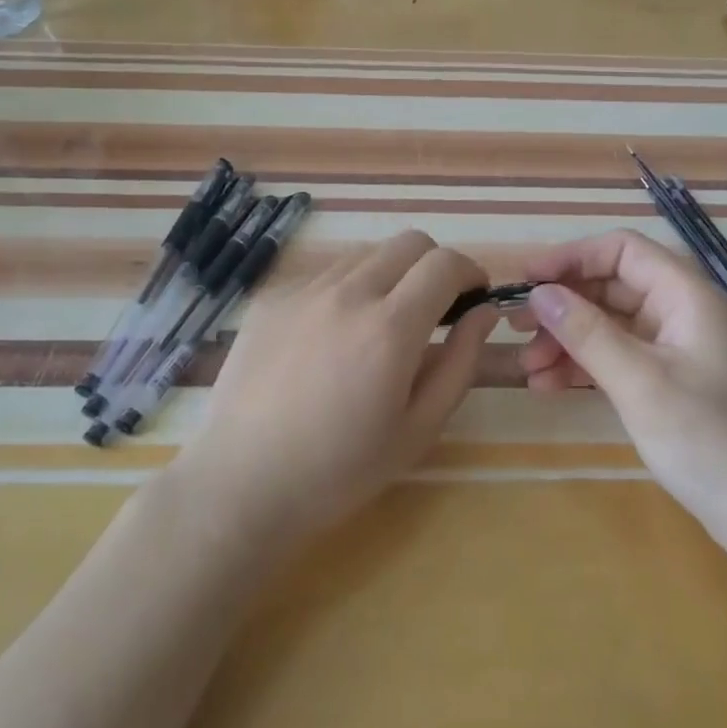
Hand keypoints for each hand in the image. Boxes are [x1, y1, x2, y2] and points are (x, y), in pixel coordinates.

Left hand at [172, 230, 495, 553]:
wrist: (241, 485)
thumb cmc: (340, 470)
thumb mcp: (419, 428)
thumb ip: (461, 362)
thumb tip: (485, 313)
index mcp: (390, 328)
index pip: (445, 263)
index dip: (470, 271)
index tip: (473, 297)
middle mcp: (347, 293)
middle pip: (409, 242)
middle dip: (434, 265)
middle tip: (433, 308)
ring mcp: (303, 291)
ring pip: (365, 255)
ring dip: (389, 276)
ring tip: (378, 326)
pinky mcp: (271, 300)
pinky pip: (324, 276)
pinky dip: (346, 291)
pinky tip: (330, 339)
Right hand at [515, 229, 726, 549]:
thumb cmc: (710, 440)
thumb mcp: (640, 382)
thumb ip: (587, 332)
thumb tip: (539, 293)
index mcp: (686, 296)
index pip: (622, 250)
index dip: (571, 257)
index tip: (526, 279)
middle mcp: (682, 314)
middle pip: (612, 287)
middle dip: (563, 306)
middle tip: (517, 329)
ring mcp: (677, 351)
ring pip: (611, 326)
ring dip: (568, 341)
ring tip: (527, 368)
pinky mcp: (671, 384)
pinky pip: (619, 359)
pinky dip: (585, 367)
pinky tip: (549, 386)